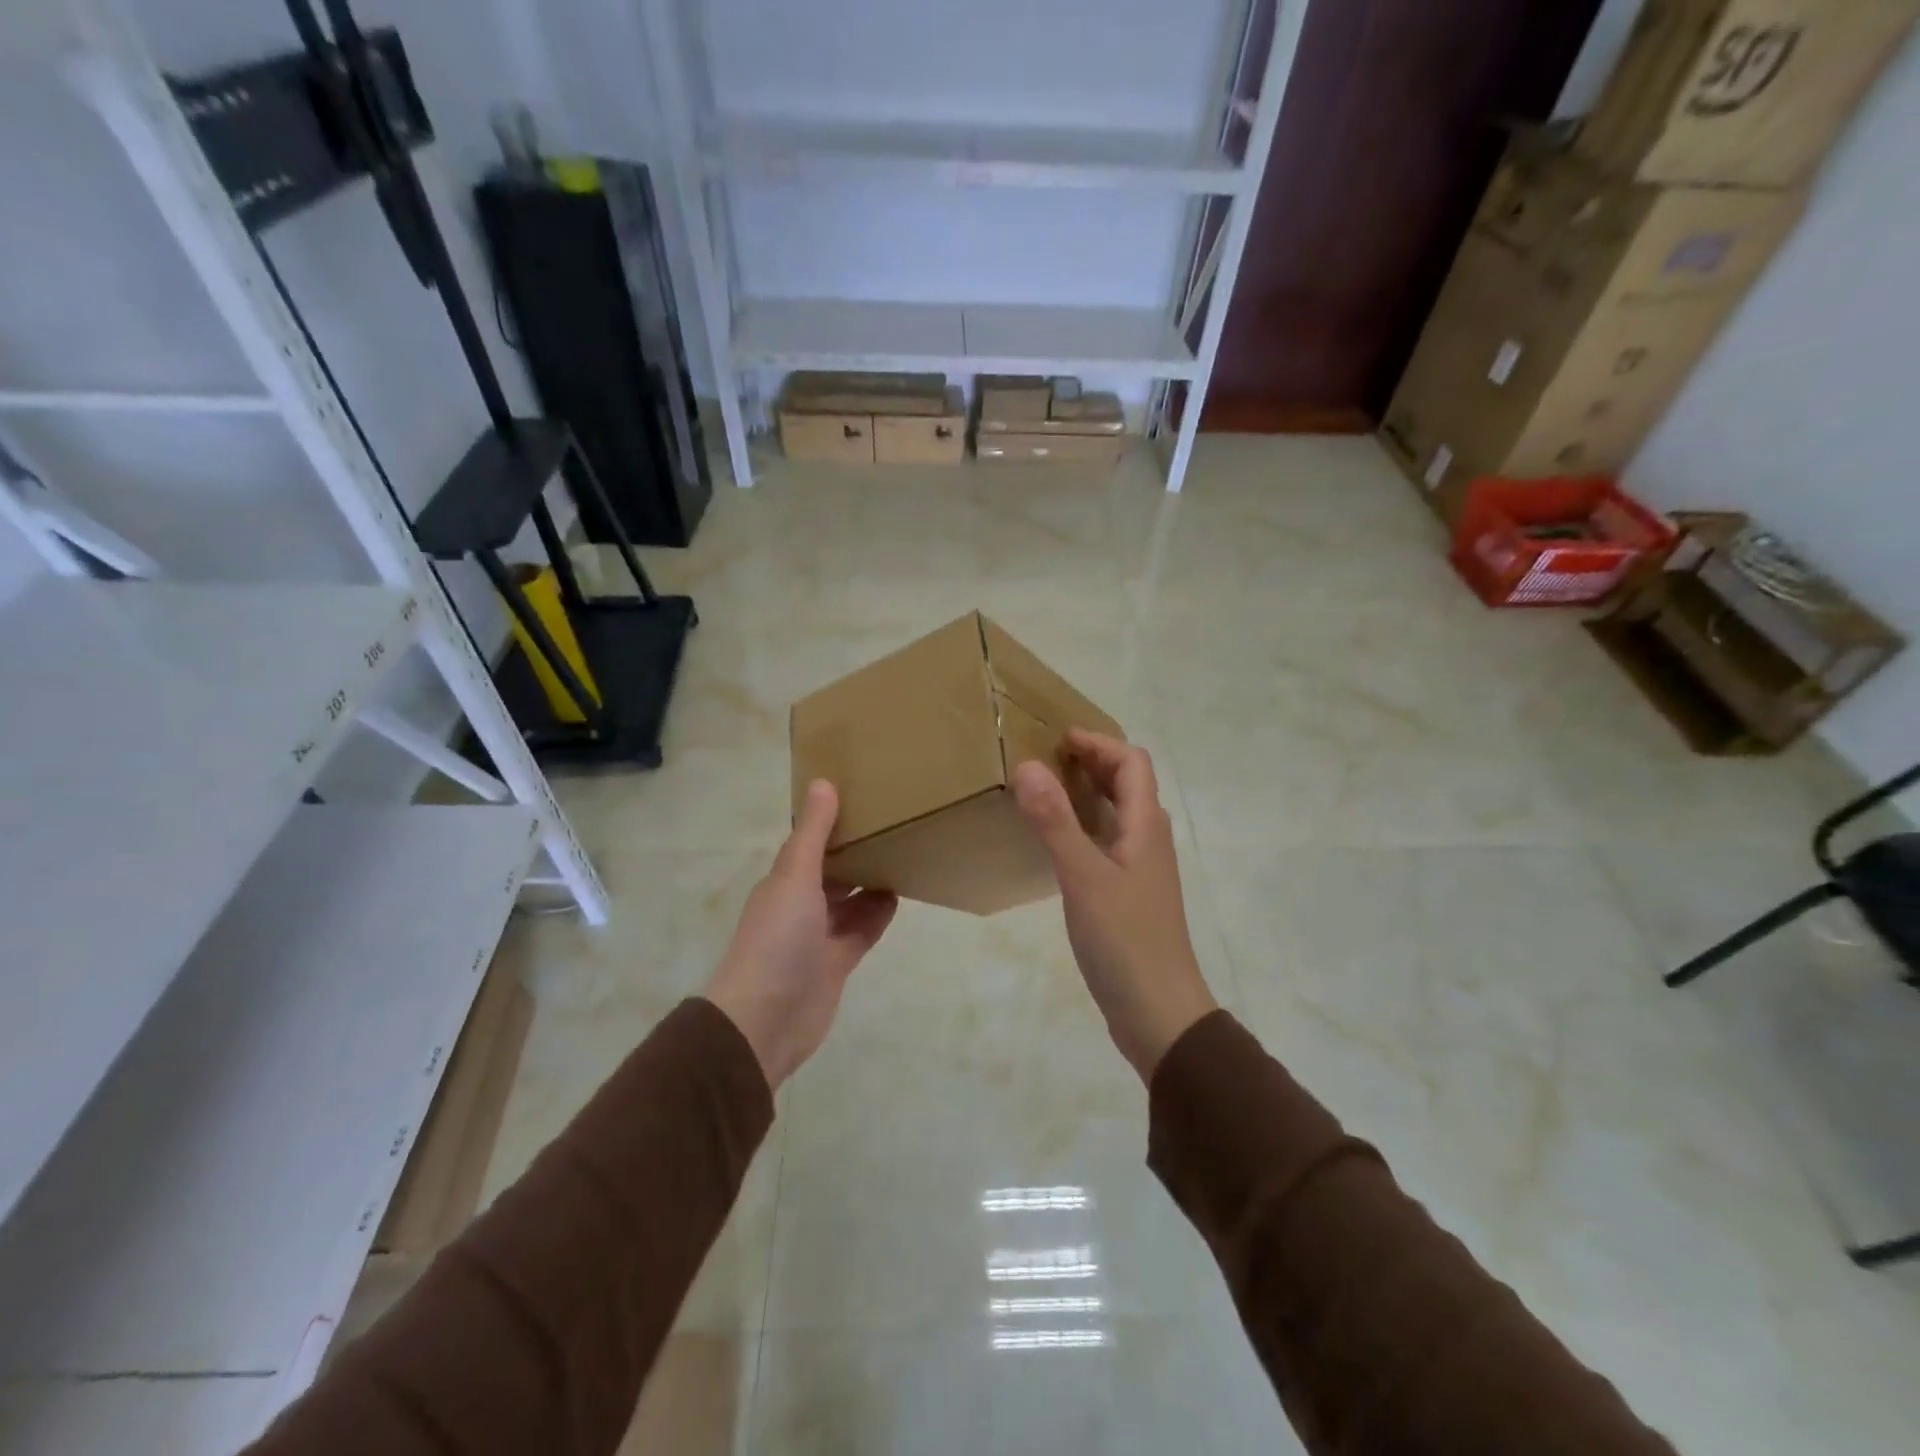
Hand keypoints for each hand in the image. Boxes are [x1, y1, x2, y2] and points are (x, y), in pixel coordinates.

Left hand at [703, 780, 898, 1089]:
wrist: (765, 1020)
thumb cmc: (778, 939)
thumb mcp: (795, 877)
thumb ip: (813, 833)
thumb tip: (823, 782)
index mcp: (784, 881)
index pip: (810, 843)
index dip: (832, 822)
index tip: (864, 796)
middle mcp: (799, 905)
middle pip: (831, 871)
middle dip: (855, 851)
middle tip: (893, 823)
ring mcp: (818, 937)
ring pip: (849, 901)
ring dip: (870, 881)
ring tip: (902, 854)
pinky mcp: (837, 963)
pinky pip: (861, 930)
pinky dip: (877, 914)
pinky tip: (899, 895)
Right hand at [1014, 730, 1217, 1081]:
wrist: (1159, 1012)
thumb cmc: (1125, 940)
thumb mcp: (1083, 877)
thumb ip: (1055, 821)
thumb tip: (1029, 765)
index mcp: (1146, 827)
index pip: (1132, 763)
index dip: (1099, 743)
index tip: (1057, 739)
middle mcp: (1149, 840)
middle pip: (1128, 784)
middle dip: (1093, 762)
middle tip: (1045, 759)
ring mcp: (1141, 869)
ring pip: (1118, 814)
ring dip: (1089, 793)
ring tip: (1045, 791)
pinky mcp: (1129, 895)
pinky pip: (1108, 843)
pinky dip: (1085, 826)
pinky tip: (1057, 843)